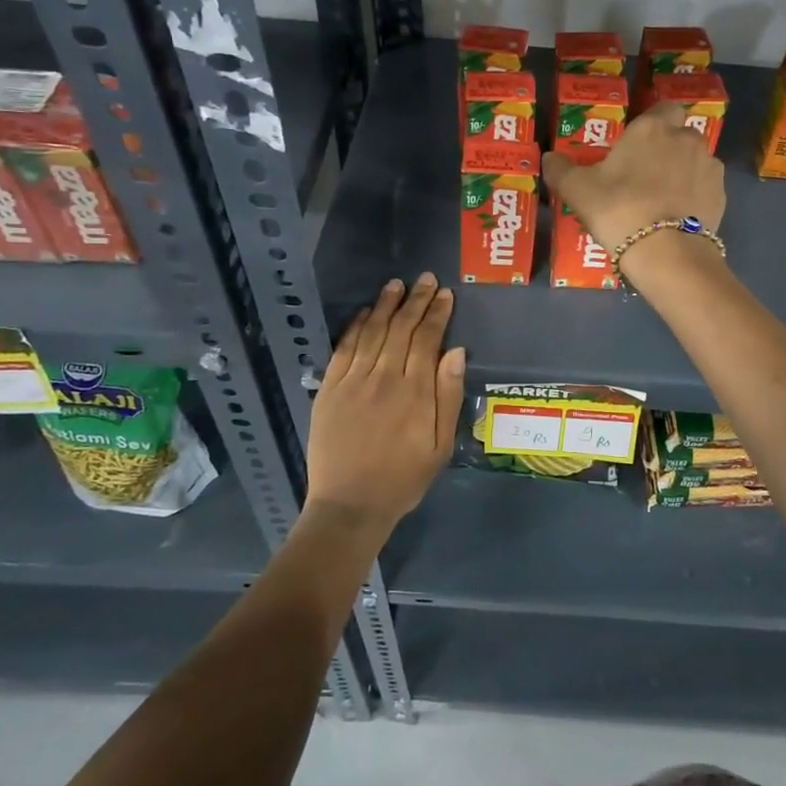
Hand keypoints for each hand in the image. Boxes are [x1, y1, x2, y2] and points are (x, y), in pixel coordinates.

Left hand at [306, 274, 463, 532]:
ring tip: (396, 285)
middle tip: (425, 279)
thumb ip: (448, 397)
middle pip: (402, 329)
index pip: (428, 340)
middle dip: (416, 301)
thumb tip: (456, 352)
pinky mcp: (330, 389)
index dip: (437, 314)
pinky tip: (366, 313)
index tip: (445, 294)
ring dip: (386, 306)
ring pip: (373, 332)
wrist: (350, 506)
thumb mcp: (440, 446)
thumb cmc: (403, 479)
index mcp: (415, 392)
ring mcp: (353, 381)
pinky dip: (356, 327)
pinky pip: (344, 349)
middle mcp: (384, 378)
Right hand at [542, 101, 725, 279]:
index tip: (637, 144)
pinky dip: (694, 197)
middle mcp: (686, 139)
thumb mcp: (577, 190)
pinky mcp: (721, 196)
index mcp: (652, 129)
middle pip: (680, 135)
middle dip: (667, 149)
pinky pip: (705, 188)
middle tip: (644, 175)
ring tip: (662, 201)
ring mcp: (708, 167)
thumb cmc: (619, 210)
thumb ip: (560, 170)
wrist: (666, 252)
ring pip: (695, 161)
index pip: (663, 108)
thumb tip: (548, 158)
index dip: (653, 123)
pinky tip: (677, 218)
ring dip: (683, 173)